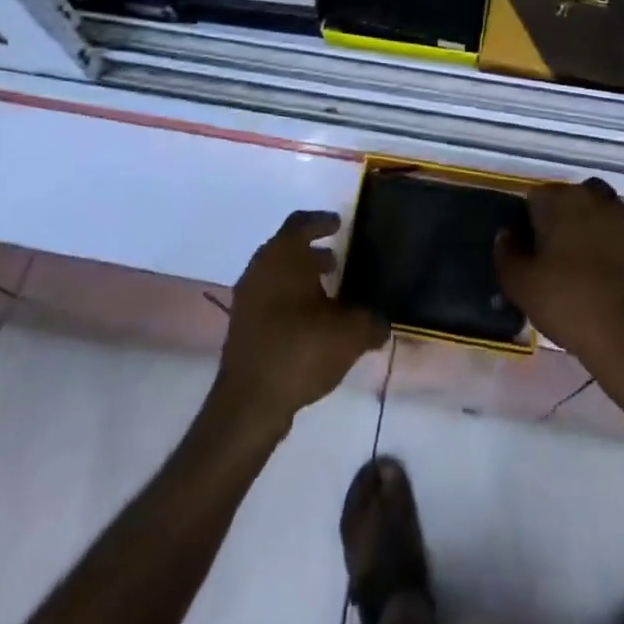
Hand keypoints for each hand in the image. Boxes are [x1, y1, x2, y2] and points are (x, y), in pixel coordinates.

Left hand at [215, 211, 386, 431]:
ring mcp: (247, 297)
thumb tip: (382, 323)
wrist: (250, 402)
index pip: (301, 222)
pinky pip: (268, 298)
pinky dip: (287, 300)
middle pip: (286, 248)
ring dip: (299, 278)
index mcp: (284, 254)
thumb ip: (371, 322)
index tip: (338, 224)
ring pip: (276, 274)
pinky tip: (309, 323)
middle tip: (336, 261)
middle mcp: (261, 267)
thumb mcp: (350, 334)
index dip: (321, 221)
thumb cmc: (301, 349)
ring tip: (327, 294)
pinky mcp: (241, 325)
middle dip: (311, 253)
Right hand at [494, 179, 623, 401]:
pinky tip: (598, 278)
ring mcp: (620, 217)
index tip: (527, 253)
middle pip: (565, 202)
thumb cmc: (569, 302)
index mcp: (560, 199)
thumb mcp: (520, 284)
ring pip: (591, 215)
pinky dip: (604, 247)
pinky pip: (612, 235)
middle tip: (549, 260)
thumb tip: (507, 234)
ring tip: (574, 268)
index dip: (526, 225)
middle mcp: (591, 197)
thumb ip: (506, 252)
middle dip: (556, 222)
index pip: (533, 199)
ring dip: (582, 232)